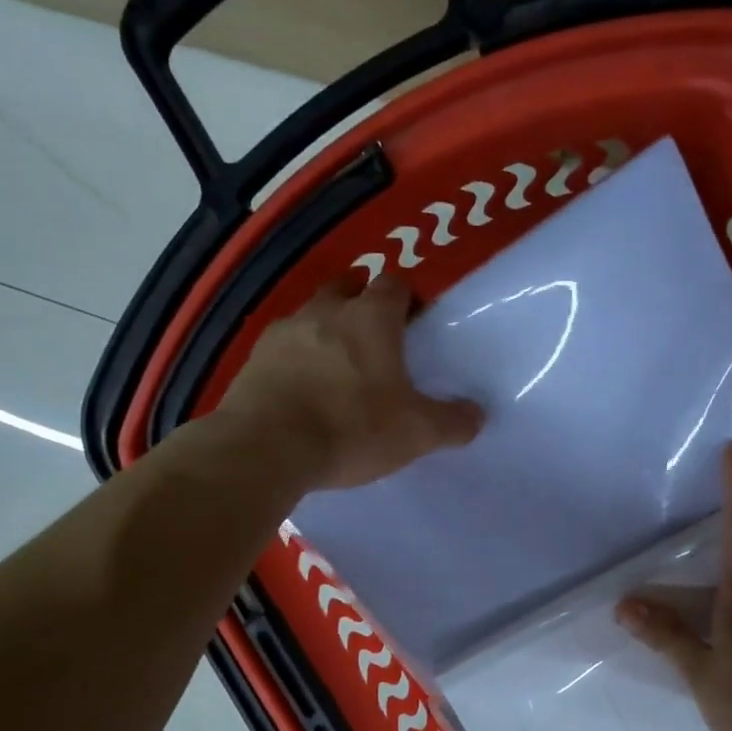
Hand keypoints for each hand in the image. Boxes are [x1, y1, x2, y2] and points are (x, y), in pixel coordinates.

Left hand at [221, 273, 484, 489]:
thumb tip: (477, 415)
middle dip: (361, 302)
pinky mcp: (254, 358)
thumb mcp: (415, 433)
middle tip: (374, 337)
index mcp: (371, 318)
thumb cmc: (352, 428)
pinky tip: (301, 388)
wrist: (267, 446)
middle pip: (346, 287)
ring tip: (335, 366)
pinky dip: (294, 358)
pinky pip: (282, 347)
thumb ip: (451, 422)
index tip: (413, 322)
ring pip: (310, 315)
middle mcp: (326, 311)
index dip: (406, 298)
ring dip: (325, 329)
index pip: (394, 284)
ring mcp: (284, 331)